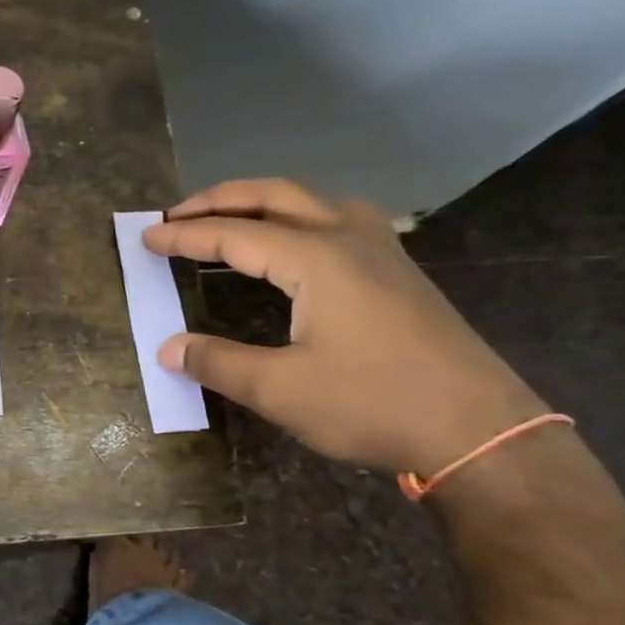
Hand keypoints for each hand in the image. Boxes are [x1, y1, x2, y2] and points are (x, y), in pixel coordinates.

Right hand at [142, 179, 546, 474]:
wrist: (478, 429)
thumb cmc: (372, 404)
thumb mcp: (282, 390)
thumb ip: (219, 363)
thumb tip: (168, 348)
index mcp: (316, 259)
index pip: (235, 234)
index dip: (186, 236)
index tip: (146, 239)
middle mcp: (348, 239)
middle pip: (275, 196)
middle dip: (220, 199)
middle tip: (176, 214)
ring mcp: (381, 251)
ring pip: (313, 200)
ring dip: (263, 201)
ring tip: (229, 218)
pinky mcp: (398, 272)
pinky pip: (338, 220)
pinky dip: (299, 216)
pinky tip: (296, 242)